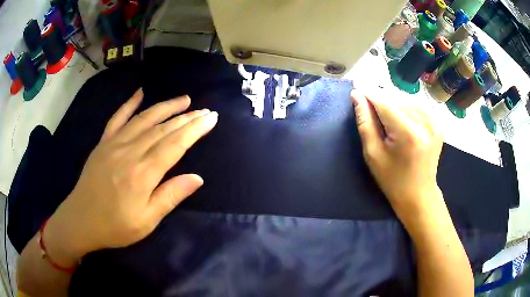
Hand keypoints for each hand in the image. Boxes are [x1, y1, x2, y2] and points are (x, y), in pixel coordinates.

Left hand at [43, 89, 217, 266]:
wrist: (81, 221)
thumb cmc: (115, 226)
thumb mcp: (146, 221)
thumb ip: (170, 196)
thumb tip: (197, 178)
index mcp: (142, 174)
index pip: (175, 145)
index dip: (194, 130)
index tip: (211, 118)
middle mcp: (130, 152)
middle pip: (162, 129)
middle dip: (186, 118)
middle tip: (204, 110)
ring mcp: (114, 144)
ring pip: (144, 119)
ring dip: (165, 107)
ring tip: (183, 99)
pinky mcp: (103, 143)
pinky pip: (117, 118)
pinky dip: (129, 104)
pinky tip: (140, 93)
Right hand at [350, 89, 442, 213]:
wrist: (419, 195)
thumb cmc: (393, 180)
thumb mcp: (373, 154)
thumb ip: (365, 122)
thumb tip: (357, 95)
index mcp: (409, 134)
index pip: (384, 102)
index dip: (368, 94)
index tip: (355, 89)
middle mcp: (425, 122)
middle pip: (396, 99)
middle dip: (380, 100)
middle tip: (368, 107)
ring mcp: (435, 122)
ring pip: (406, 99)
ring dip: (392, 103)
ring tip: (384, 116)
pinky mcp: (438, 123)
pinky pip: (417, 105)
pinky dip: (405, 107)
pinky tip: (399, 118)